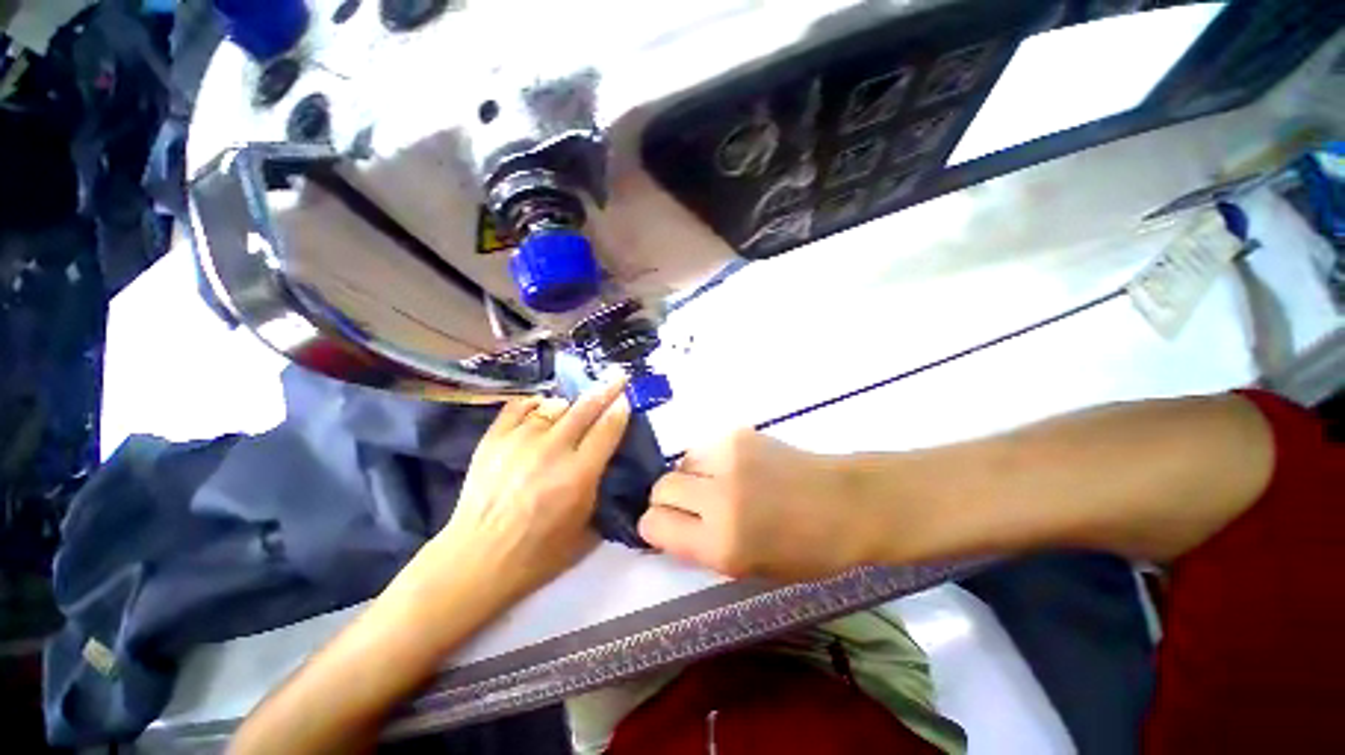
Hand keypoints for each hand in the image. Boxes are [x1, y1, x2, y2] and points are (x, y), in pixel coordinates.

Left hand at [401, 377, 631, 615]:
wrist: (477, 559)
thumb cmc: (538, 554)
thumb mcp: (586, 529)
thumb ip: (601, 489)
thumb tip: (607, 457)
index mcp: (578, 476)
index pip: (608, 429)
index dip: (620, 409)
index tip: (626, 399)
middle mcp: (552, 451)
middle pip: (586, 408)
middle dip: (606, 390)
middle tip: (617, 378)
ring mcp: (519, 441)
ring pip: (554, 404)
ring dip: (570, 405)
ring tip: (573, 411)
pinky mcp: (493, 438)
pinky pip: (521, 405)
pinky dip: (536, 404)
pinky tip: (542, 409)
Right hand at [639, 429, 869, 580]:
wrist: (844, 502)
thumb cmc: (804, 550)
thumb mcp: (747, 568)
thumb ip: (700, 547)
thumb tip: (667, 526)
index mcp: (721, 543)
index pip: (653, 524)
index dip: (655, 527)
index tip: (667, 527)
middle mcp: (717, 496)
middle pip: (660, 487)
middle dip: (668, 499)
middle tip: (692, 505)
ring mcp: (727, 458)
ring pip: (680, 462)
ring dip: (690, 477)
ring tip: (717, 485)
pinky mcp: (737, 434)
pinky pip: (704, 448)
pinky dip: (709, 461)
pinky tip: (736, 469)